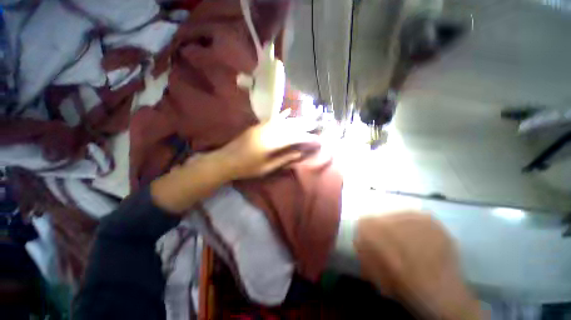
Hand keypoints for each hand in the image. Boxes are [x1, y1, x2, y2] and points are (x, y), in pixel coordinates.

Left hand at [213, 111, 318, 179]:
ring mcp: (262, 127)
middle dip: (304, 125)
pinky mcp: (257, 126)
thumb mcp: (267, 167)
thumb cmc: (247, 168)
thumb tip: (299, 153)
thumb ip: (284, 159)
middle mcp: (268, 131)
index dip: (306, 137)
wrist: (225, 160)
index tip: (316, 138)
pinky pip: (273, 119)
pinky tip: (288, 112)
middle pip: (290, 126)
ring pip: (283, 121)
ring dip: (296, 120)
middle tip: (316, 124)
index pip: (293, 138)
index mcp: (271, 143)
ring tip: (307, 119)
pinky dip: (282, 116)